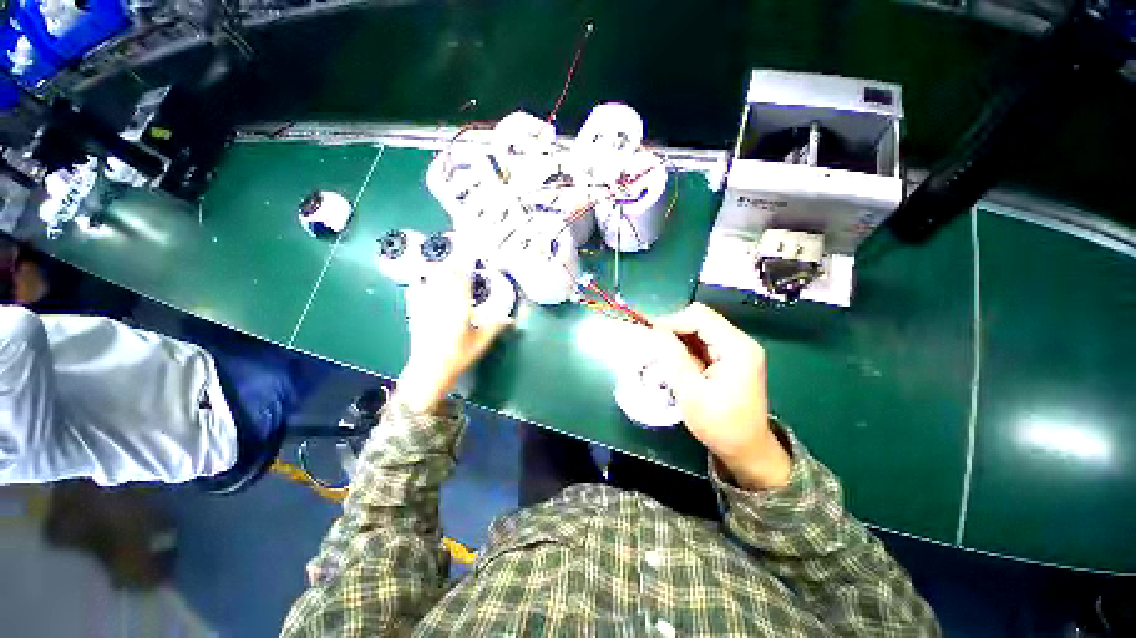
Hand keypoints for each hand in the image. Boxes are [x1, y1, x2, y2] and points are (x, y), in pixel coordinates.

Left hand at [398, 266, 510, 413]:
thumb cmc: (458, 357)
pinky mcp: (415, 313)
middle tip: (457, 256)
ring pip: (430, 281)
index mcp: (459, 308)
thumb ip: (495, 327)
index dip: (464, 266)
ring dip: (436, 270)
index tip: (469, 255)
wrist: (429, 371)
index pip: (461, 280)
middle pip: (444, 276)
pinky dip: (418, 282)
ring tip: (442, 262)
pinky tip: (419, 278)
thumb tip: (511, 319)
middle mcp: (441, 302)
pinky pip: (415, 292)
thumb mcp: (481, 343)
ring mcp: (426, 306)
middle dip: (451, 263)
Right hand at [652, 303, 790, 490]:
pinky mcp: (729, 358)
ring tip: (658, 352)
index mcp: (737, 348)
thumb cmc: (720, 425)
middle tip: (651, 342)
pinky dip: (685, 347)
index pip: (699, 317)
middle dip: (673, 328)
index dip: (671, 320)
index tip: (646, 331)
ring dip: (677, 338)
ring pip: (699, 329)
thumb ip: (673, 358)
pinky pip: (702, 342)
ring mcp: (736, 349)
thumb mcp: (691, 392)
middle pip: (700, 319)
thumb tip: (654, 332)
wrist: (747, 450)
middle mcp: (739, 342)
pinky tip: (673, 359)